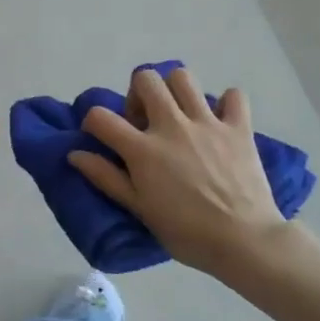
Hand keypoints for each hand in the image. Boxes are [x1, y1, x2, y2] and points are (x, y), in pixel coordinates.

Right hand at [69, 65, 283, 276]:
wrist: (244, 242)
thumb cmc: (186, 232)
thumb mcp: (139, 209)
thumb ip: (106, 177)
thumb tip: (75, 154)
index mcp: (143, 149)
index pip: (101, 117)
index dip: (92, 121)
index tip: (101, 136)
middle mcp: (172, 126)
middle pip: (145, 79)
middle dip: (137, 93)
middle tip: (144, 120)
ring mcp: (208, 123)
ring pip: (183, 78)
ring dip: (174, 90)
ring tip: (178, 113)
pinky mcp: (239, 128)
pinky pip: (234, 96)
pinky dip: (225, 103)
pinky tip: (219, 121)